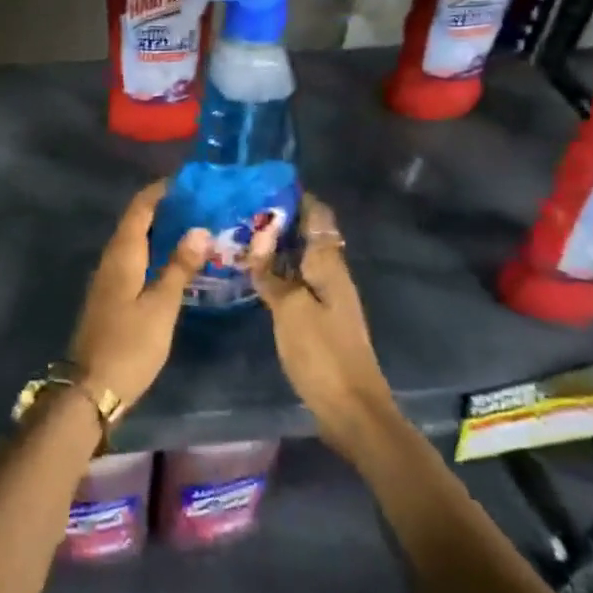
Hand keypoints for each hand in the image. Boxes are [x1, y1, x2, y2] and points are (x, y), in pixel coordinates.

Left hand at [65, 181, 209, 414]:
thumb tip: (199, 228)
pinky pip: (133, 261)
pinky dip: (153, 252)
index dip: (160, 191)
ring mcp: (108, 279)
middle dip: (163, 208)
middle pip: (135, 222)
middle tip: (199, 203)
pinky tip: (173, 262)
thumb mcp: (162, 306)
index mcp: (122, 255)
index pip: (140, 208)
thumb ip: (179, 267)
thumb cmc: (130, 345)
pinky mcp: (110, 297)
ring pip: (134, 242)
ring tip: (192, 226)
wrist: (91, 388)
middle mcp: (111, 259)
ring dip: (159, 230)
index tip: (188, 180)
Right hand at [249, 195, 398, 453]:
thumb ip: (273, 273)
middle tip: (241, 210)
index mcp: (329, 265)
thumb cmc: (322, 354)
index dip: (296, 197)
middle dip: (279, 220)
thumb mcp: (290, 309)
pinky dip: (277, 273)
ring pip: (300, 260)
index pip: (317, 216)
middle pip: (308, 236)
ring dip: (276, 248)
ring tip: (240, 237)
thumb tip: (258, 238)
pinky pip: (296, 283)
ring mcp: (327, 299)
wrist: (352, 409)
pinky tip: (254, 277)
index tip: (264, 183)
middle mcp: (331, 275)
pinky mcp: (319, 321)